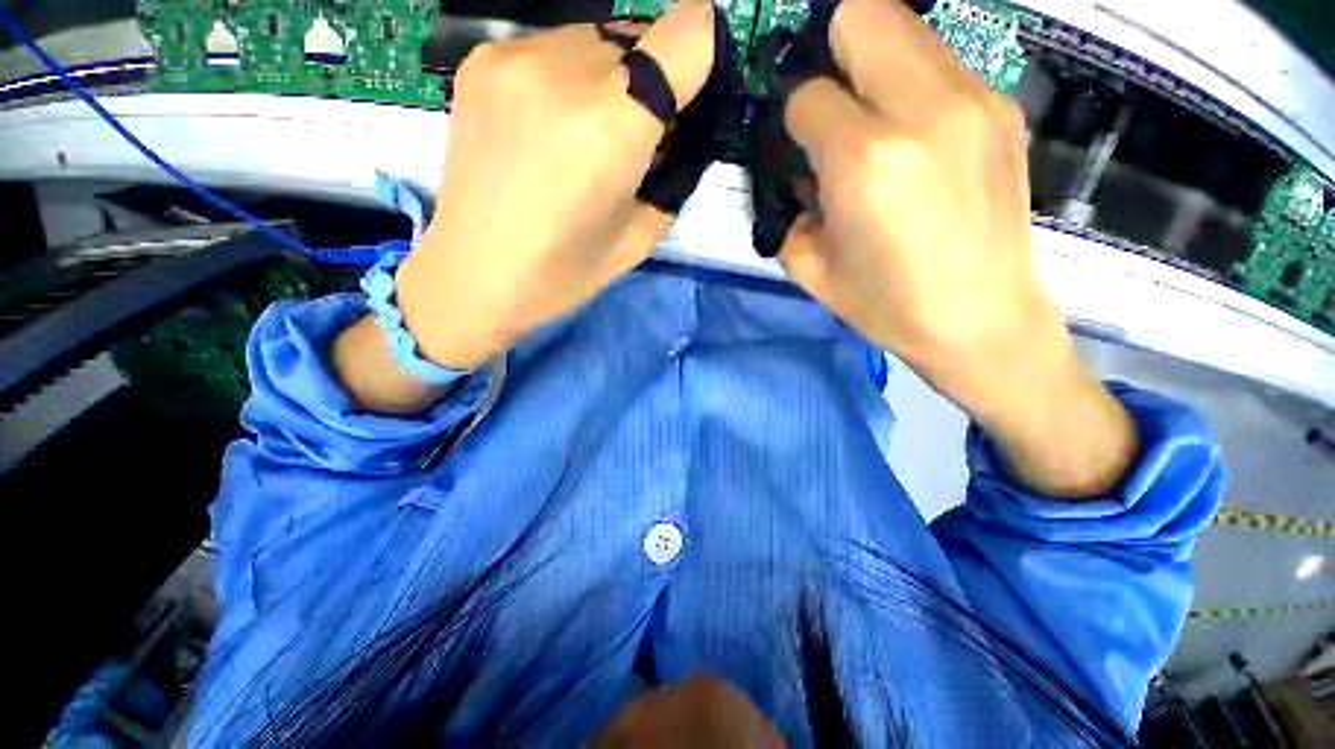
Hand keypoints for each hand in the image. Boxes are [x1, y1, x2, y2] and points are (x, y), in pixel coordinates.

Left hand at [396, 2, 715, 369]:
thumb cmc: (564, 273)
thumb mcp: (640, 236)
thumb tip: (675, 129)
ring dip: (609, 76)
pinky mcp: (480, 59)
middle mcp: (562, 71)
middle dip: (652, 77)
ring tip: (586, 135)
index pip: (686, 35)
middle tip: (636, 134)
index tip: (692, 95)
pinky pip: (551, 47)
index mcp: (611, 127)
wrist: (474, 275)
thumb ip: (670, 171)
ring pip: (595, 38)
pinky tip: (549, 127)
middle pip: (639, 32)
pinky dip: (568, 78)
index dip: (702, 57)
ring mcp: (513, 56)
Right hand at [780, 0, 1135, 495]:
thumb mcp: (810, 267)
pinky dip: (912, 84)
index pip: (808, 95)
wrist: (981, 320)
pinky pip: (941, 65)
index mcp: (866, 161)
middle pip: (862, 15)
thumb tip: (799, 170)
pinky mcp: (1003, 108)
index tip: (798, 143)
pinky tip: (914, 137)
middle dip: (830, 47)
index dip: (793, 117)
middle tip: (827, 100)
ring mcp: (974, 100)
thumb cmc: (885, 305)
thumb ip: (790, 207)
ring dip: (873, 62)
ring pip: (906, 30)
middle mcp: (924, 110)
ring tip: (871, 122)